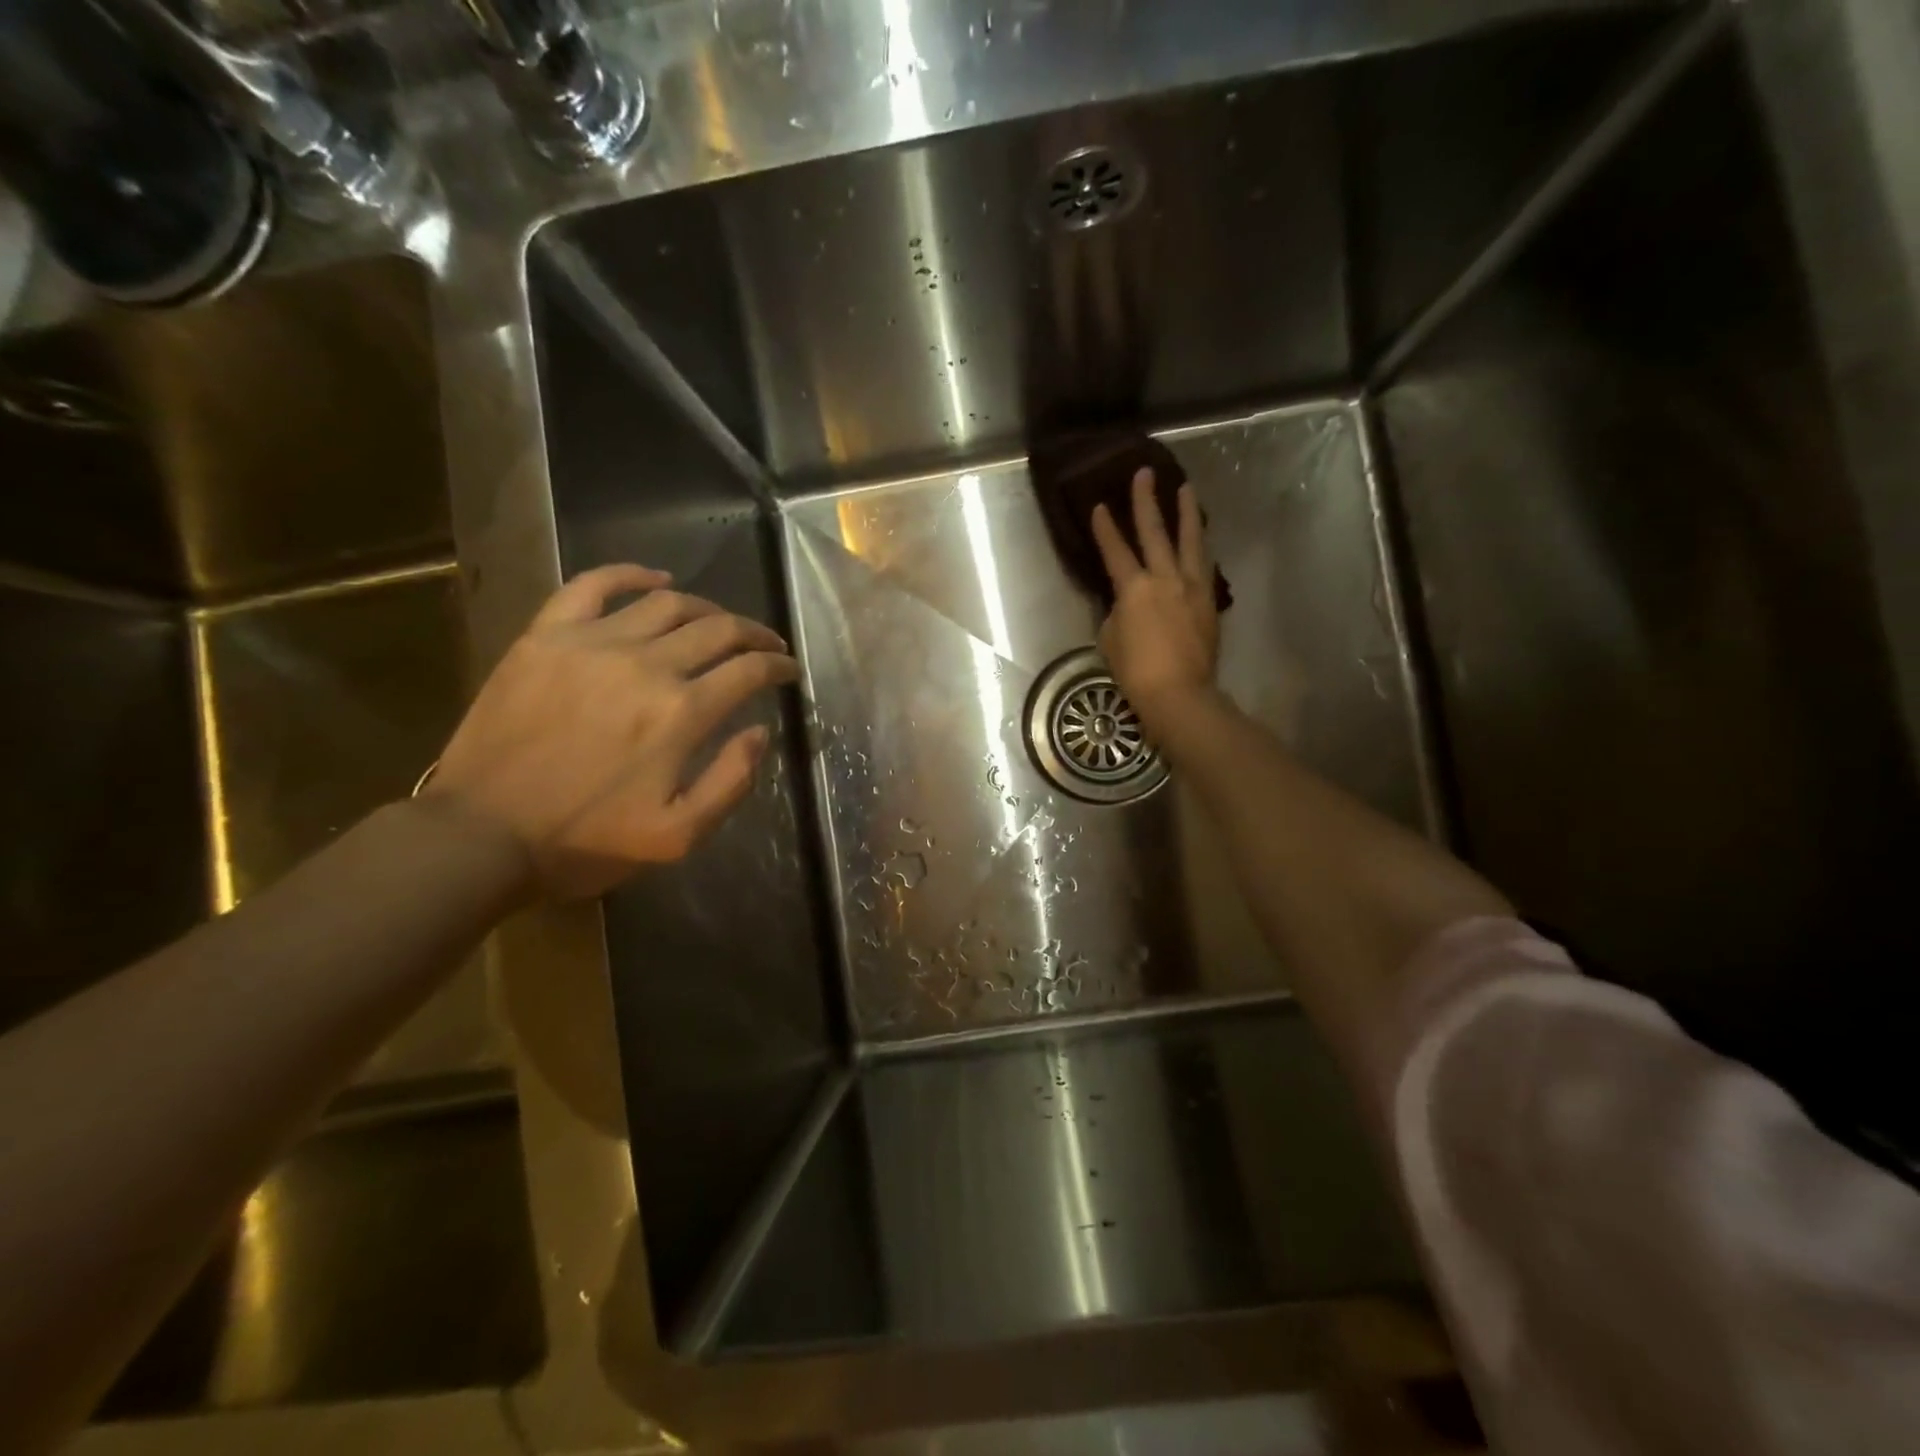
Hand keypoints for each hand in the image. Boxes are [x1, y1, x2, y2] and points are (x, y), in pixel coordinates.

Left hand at [425, 564, 798, 899]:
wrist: (482, 835)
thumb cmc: (586, 841)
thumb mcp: (678, 836)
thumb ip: (731, 782)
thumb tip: (760, 731)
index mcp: (681, 713)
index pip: (748, 671)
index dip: (778, 667)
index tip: (789, 671)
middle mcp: (645, 665)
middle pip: (717, 629)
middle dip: (753, 634)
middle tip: (766, 644)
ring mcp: (591, 643)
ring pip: (667, 603)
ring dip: (706, 608)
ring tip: (719, 622)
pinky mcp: (545, 636)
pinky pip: (592, 586)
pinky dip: (630, 574)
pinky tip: (655, 579)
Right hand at [1091, 468, 1220, 732]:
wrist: (1179, 693)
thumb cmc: (1135, 672)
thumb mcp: (1110, 640)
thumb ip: (1117, 613)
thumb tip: (1125, 602)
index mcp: (1134, 588)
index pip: (1115, 550)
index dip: (1105, 528)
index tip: (1099, 505)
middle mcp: (1165, 578)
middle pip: (1155, 532)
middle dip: (1146, 501)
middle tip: (1144, 473)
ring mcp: (1191, 588)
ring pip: (1189, 541)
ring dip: (1186, 513)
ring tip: (1185, 490)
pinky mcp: (1208, 601)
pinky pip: (1203, 565)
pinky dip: (1199, 547)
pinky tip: (1199, 538)